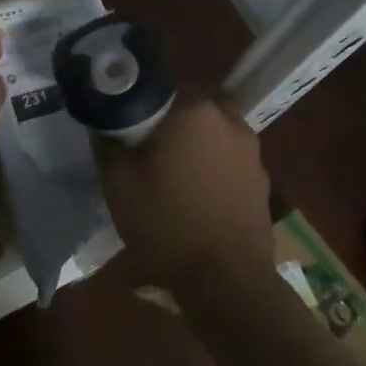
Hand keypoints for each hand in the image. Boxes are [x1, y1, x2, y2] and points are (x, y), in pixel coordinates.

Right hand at [97, 95, 272, 287]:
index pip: (162, 84)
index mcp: (193, 110)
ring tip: (170, 173)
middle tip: (144, 146)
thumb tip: (104, 121)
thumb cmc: (166, 224)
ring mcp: (251, 150)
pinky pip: (228, 158)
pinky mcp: (261, 179)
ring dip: (193, 142)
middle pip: (190, 105)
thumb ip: (107, 142)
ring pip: (212, 131)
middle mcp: (228, 119)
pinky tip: (195, 195)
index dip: (140, 101)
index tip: (125, 124)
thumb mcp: (118, 183)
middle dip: (169, 120)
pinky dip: (212, 166)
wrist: (226, 281)